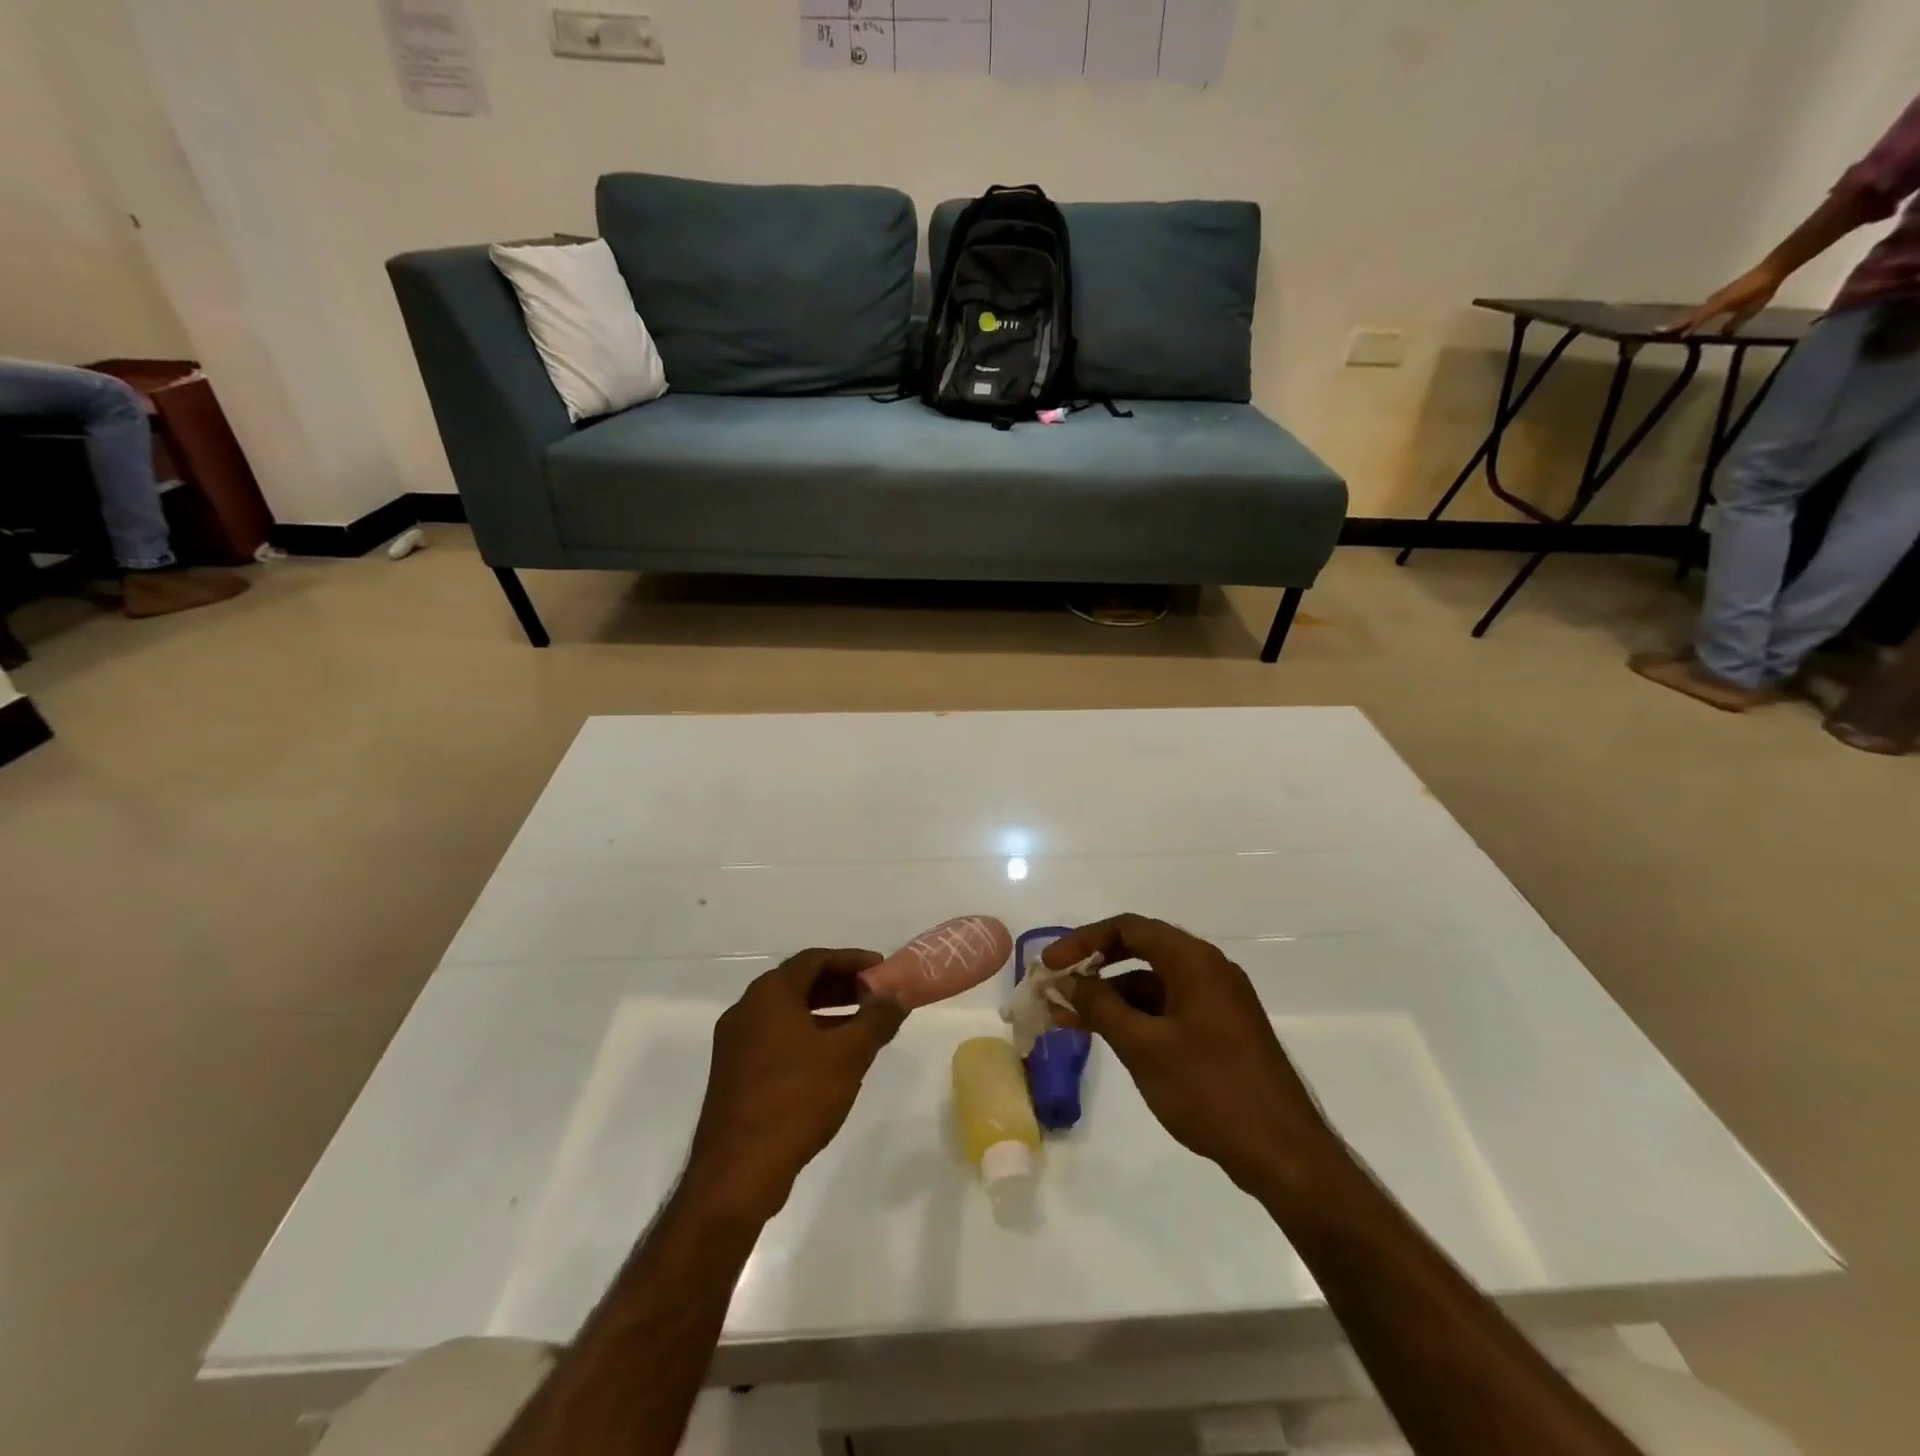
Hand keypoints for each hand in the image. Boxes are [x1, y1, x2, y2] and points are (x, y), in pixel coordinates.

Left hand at [685, 948, 905, 1220]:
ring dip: (827, 1014)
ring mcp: (735, 1044)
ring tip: (863, 1028)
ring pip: (788, 1014)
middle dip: (841, 986)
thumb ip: (877, 1019)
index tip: (882, 969)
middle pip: (800, 984)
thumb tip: (898, 994)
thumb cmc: (796, 1099)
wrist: (737, 1172)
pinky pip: (777, 1039)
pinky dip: (807, 1037)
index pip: (815, 959)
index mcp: (769, 994)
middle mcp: (747, 1010)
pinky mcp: (734, 1074)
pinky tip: (833, 1061)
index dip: (852, 960)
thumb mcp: (848, 1055)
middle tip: (876, 996)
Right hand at [1042, 915, 1332, 1194]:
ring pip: (1151, 984)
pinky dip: (1134, 1016)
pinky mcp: (1219, 1031)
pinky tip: (1106, 1036)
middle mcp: (1207, 970)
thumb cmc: (1211, 1091)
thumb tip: (1066, 982)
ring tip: (1066, 1018)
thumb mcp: (1144, 1047)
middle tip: (1055, 985)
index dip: (1083, 941)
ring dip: (1110, 996)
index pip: (1128, 928)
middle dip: (1093, 966)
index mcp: (1194, 961)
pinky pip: (1167, 1008)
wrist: (1284, 1154)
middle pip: (1139, 950)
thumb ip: (1100, 1007)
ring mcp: (1216, 1001)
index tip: (1050, 965)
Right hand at [1661, 265, 1782, 335]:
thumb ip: (1734, 323)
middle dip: (1676, 324)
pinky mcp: (1721, 295)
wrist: (1772, 269)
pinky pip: (1704, 307)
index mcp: (1717, 306)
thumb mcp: (1750, 310)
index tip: (1671, 338)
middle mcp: (1712, 302)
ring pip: (1695, 311)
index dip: (1685, 329)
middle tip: (1659, 332)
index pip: (1696, 320)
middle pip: (1690, 316)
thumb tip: (1721, 336)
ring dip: (1683, 320)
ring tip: (1672, 328)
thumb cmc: (1761, 290)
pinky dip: (1695, 314)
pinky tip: (1694, 319)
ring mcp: (1716, 297)